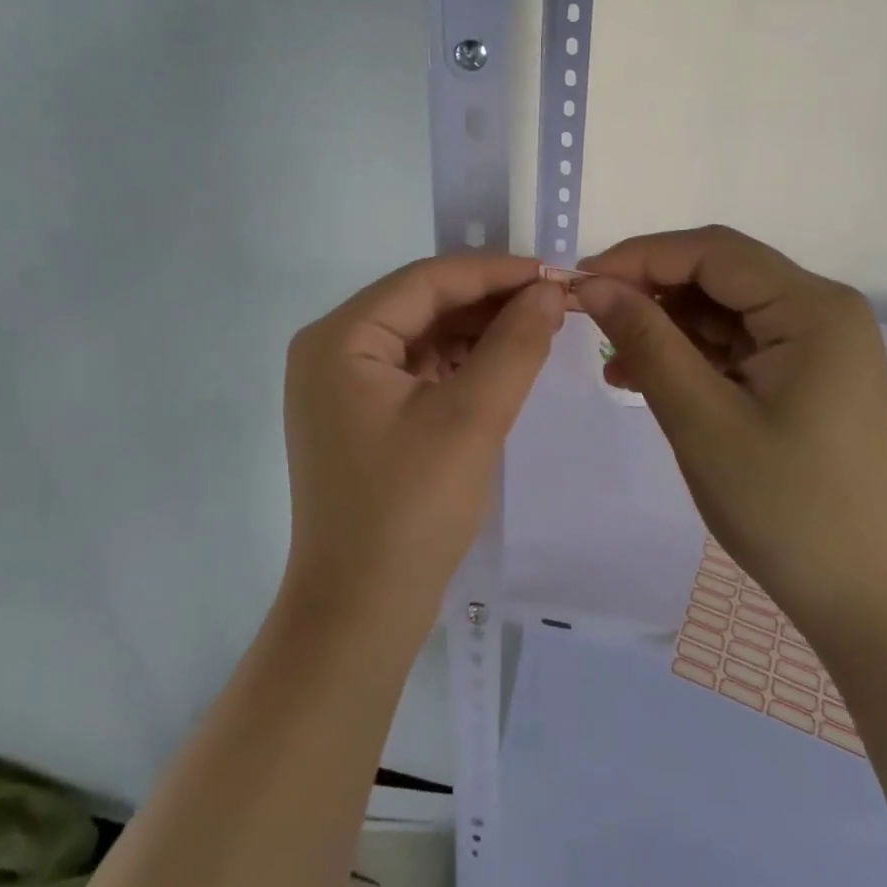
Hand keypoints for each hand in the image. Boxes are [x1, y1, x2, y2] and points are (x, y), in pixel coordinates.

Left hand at [282, 255, 563, 622]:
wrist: (360, 615)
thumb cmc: (410, 510)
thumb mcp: (472, 418)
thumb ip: (515, 344)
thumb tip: (550, 290)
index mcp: (340, 337)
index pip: (426, 280)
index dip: (494, 271)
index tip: (554, 273)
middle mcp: (331, 349)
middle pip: (421, 304)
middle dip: (488, 302)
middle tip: (554, 303)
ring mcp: (341, 385)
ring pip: (422, 336)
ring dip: (477, 332)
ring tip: (539, 329)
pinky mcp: (359, 416)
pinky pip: (416, 370)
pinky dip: (459, 364)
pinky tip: (502, 364)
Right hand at [575, 226, 886, 625]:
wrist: (865, 598)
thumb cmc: (785, 508)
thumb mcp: (701, 419)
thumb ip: (645, 340)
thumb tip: (592, 283)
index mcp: (813, 309)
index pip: (712, 252)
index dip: (640, 257)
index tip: (581, 283)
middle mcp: (823, 310)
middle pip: (719, 274)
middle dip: (651, 291)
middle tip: (590, 318)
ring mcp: (818, 342)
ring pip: (723, 308)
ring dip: (666, 326)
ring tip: (615, 361)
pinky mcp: (807, 372)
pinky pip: (737, 342)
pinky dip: (691, 354)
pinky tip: (647, 378)